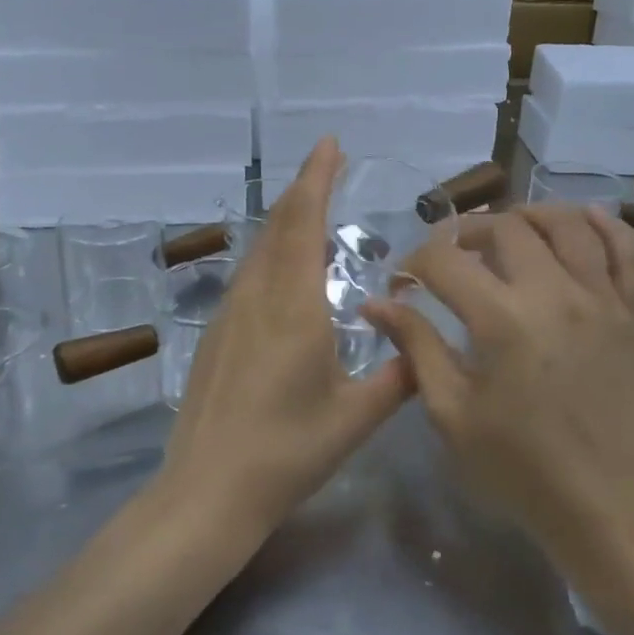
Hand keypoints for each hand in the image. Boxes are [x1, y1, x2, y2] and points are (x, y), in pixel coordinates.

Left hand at [161, 138, 410, 542]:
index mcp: (293, 307)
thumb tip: (426, 351)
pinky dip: (273, 253)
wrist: (207, 489)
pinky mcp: (217, 333)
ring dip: (287, 221)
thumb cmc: (286, 452)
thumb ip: (396, 380)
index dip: (316, 179)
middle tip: (329, 165)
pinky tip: (288, 272)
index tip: (329, 145)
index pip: (304, 224)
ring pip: (260, 249)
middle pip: (279, 226)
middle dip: (305, 190)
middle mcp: (257, 297)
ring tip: (315, 211)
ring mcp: (230, 313)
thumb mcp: (354, 419)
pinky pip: (249, 275)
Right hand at [365, 204, 633, 566]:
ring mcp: (602, 299)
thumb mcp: (452, 413)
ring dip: (528, 216)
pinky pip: (626, 251)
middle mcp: (554, 293)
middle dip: (465, 231)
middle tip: (450, 256)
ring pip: (566, 225)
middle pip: (504, 228)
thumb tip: (376, 304)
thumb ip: (417, 347)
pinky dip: (606, 225)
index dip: (414, 262)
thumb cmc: (520, 468)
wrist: (610, 509)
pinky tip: (583, 218)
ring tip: (507, 230)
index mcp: (501, 320)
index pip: (445, 260)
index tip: (403, 282)